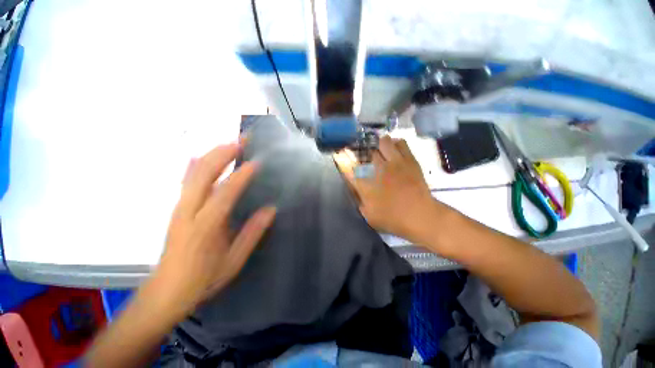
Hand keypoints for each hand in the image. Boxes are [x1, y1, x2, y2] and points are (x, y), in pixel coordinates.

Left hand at [155, 142, 275, 314]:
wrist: (166, 292)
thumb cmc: (203, 279)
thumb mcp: (233, 261)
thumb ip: (252, 233)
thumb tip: (271, 210)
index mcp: (205, 227)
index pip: (225, 193)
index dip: (241, 176)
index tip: (256, 162)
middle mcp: (188, 211)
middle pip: (204, 174)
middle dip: (223, 154)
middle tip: (242, 141)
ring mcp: (179, 207)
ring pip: (193, 173)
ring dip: (212, 155)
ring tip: (230, 144)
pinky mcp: (176, 208)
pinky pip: (185, 181)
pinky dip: (194, 165)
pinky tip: (200, 156)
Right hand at [334, 136, 436, 241]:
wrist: (419, 216)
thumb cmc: (391, 218)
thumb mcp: (367, 214)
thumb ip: (358, 198)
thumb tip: (354, 186)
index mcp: (365, 184)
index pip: (348, 166)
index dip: (343, 158)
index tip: (340, 152)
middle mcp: (377, 169)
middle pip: (365, 150)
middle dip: (362, 151)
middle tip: (365, 155)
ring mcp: (394, 162)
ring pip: (383, 141)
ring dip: (379, 145)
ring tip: (380, 151)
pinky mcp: (409, 160)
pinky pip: (401, 143)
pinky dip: (395, 144)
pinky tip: (394, 151)